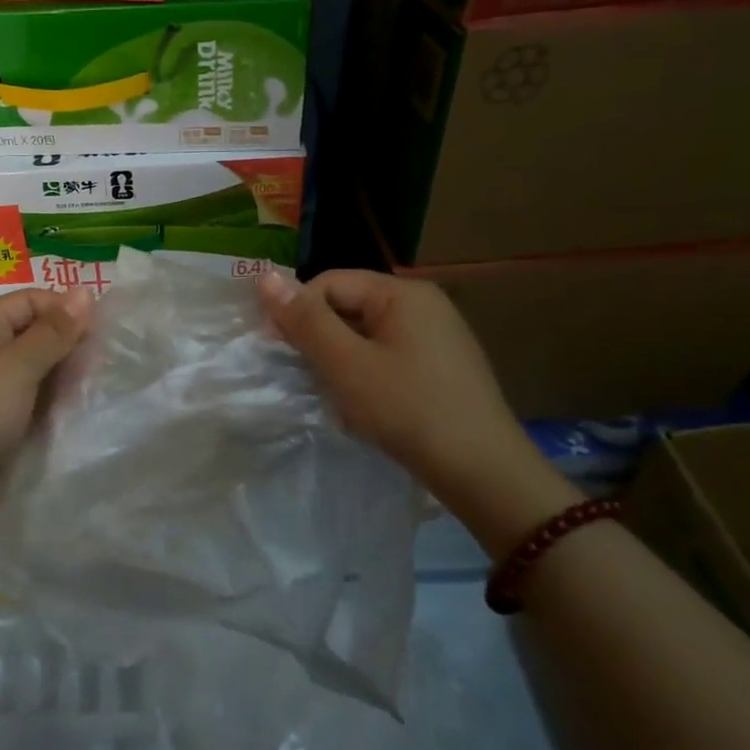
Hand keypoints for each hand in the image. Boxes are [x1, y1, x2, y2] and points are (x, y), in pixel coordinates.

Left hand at [0, 287, 92, 524]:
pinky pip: (27, 401)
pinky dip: (49, 405)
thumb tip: (85, 291)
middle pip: (34, 333)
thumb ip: (53, 332)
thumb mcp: (16, 368)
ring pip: (34, 370)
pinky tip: (72, 416)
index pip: (32, 300)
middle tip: (100, 370)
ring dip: (61, 379)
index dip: (66, 311)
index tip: (102, 335)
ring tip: (91, 393)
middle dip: (67, 347)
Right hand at [258, 268, 577, 553]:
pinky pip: (389, 357)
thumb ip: (305, 319)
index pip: (330, 283)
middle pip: (349, 307)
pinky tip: (365, 408)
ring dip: (341, 362)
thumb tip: (264, 275)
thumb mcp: (346, 364)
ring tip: (335, 398)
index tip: (277, 350)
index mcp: (403, 293)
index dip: (297, 311)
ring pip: (367, 336)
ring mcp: (438, 337)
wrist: (485, 474)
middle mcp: (424, 305)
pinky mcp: (443, 368)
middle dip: (321, 339)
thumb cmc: (408, 410)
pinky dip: (367, 376)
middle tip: (306, 378)